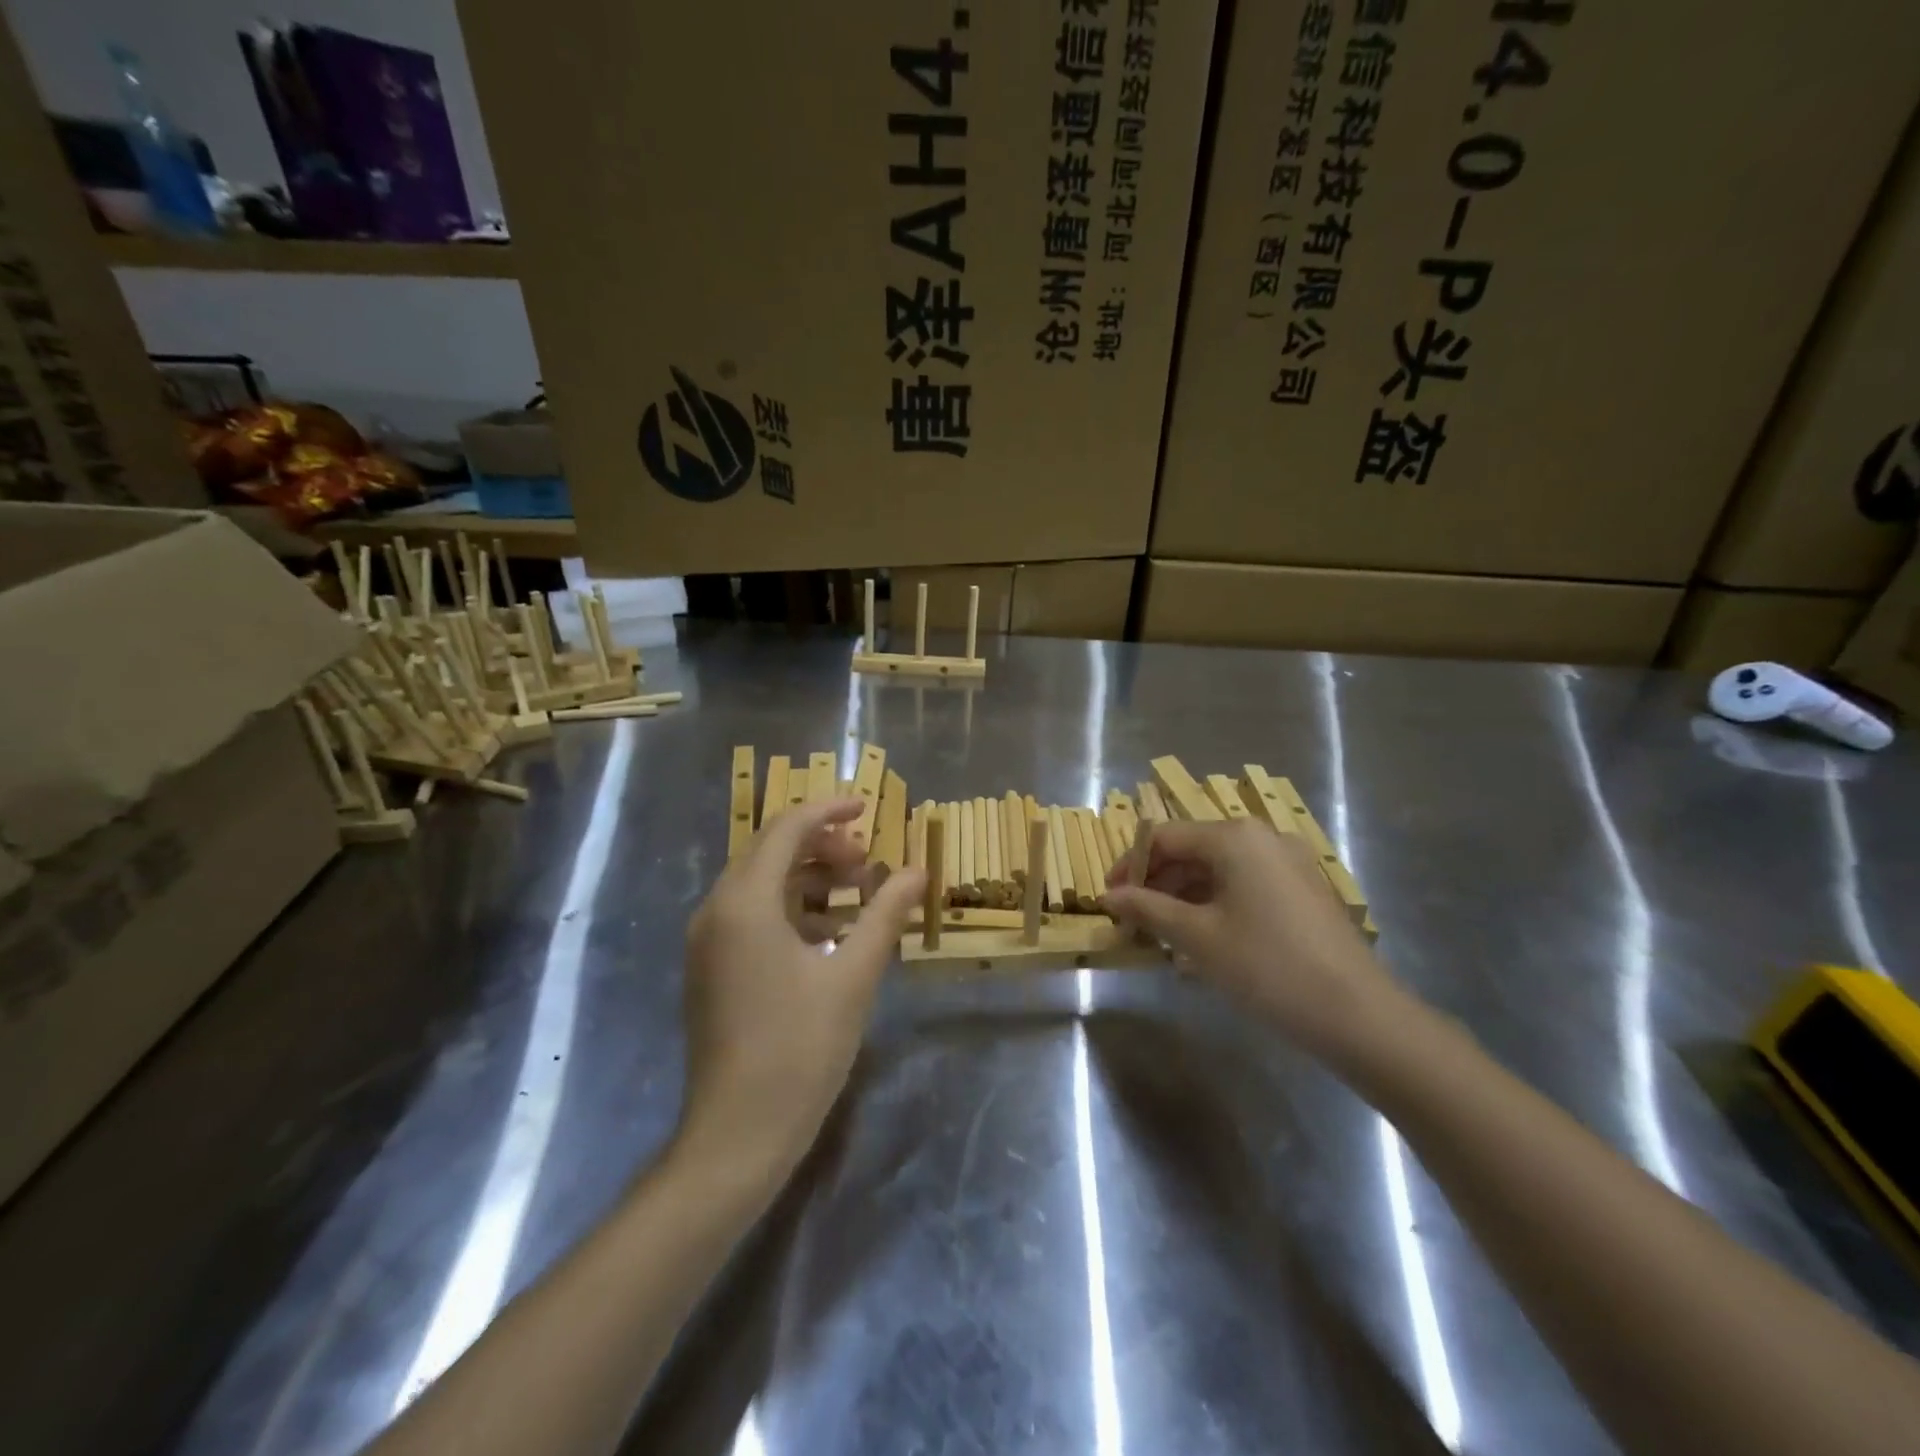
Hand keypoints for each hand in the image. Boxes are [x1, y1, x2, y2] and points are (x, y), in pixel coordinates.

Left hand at [678, 798, 924, 1182]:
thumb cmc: (800, 1048)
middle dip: (822, 847)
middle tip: (867, 862)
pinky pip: (751, 917)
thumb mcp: (853, 975)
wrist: (737, 1134)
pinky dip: (792, 910)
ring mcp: (708, 942)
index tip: (868, 808)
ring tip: (857, 895)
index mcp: (745, 902)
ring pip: (761, 885)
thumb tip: (916, 870)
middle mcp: (716, 910)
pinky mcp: (711, 969)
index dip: (829, 811)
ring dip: (809, 879)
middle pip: (770, 852)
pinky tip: (830, 934)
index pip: (786, 829)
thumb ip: (885, 914)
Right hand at [1104, 819, 1399, 1057]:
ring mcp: (1288, 863)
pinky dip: (1216, 905)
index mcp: (1234, 837)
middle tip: (1133, 923)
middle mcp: (1262, 837)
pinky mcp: (1303, 890)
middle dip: (1157, 884)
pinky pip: (1245, 885)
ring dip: (1184, 897)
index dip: (1129, 866)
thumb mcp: (1197, 938)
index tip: (1109, 901)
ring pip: (1218, 869)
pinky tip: (1204, 941)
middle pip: (1192, 850)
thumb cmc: (1267, 966)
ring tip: (1163, 937)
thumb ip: (1148, 909)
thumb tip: (1109, 897)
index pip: (1163, 837)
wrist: (1358, 1015)